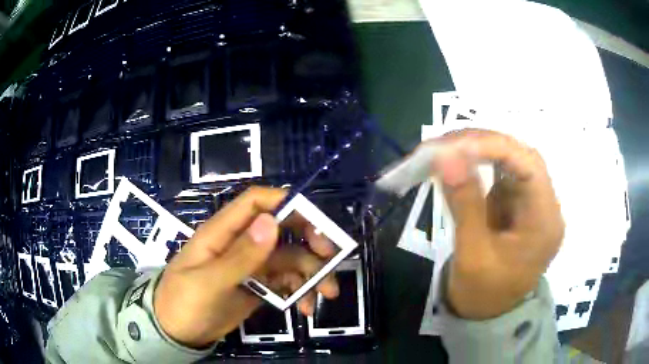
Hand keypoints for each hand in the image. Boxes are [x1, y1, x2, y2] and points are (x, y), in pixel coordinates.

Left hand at [154, 187, 338, 347]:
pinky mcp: (258, 285)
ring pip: (290, 258)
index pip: (256, 202)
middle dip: (310, 240)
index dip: (286, 203)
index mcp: (223, 232)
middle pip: (281, 228)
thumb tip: (271, 222)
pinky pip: (286, 281)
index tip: (317, 221)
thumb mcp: (209, 282)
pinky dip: (300, 291)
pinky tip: (306, 308)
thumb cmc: (184, 302)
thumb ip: (240, 256)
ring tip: (327, 294)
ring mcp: (251, 266)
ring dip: (312, 273)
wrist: (178, 332)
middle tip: (331, 259)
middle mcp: (240, 243)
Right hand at [430, 129, 563, 319]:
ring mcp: (532, 202)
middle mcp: (545, 206)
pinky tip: (457, 164)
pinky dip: (477, 164)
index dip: (494, 147)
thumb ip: (464, 203)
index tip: (454, 146)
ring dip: (477, 150)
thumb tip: (447, 157)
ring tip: (443, 151)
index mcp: (544, 222)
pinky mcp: (518, 203)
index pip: (529, 166)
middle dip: (482, 144)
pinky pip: (501, 172)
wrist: (487, 314)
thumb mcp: (473, 254)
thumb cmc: (483, 294)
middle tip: (442, 145)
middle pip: (520, 157)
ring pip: (510, 159)